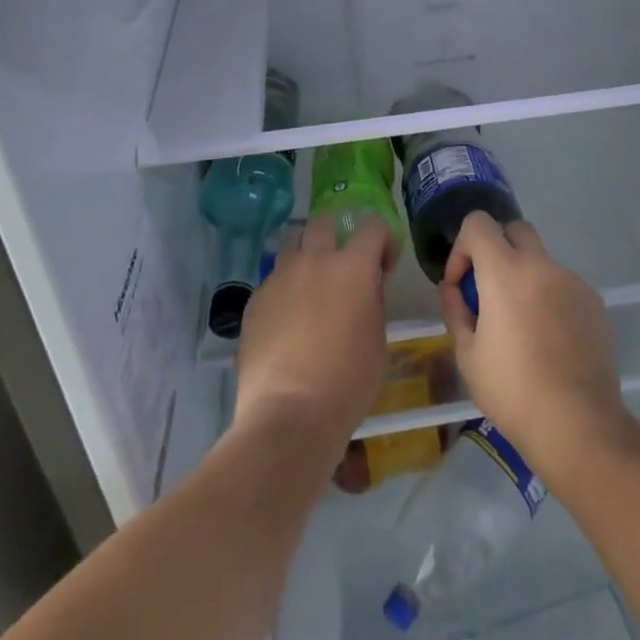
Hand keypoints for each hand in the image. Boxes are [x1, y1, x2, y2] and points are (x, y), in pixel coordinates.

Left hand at [235, 215, 393, 448]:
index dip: (383, 241)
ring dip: (306, 258)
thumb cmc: (347, 383)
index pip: (373, 228)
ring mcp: (280, 278)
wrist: (289, 416)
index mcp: (353, 267)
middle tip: (342, 267)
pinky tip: (287, 323)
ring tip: (310, 290)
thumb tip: (365, 286)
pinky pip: (273, 281)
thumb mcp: (378, 340)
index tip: (384, 266)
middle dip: (336, 236)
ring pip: (292, 247)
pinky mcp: (255, 300)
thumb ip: (373, 301)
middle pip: (323, 223)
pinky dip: (285, 290)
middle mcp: (314, 260)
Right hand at [438, 214, 628, 474]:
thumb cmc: (512, 391)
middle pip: (515, 229)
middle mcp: (541, 265)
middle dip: (497, 249)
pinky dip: (550, 299)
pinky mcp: (594, 302)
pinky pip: (563, 286)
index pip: (479, 223)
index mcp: (505, 271)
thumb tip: (453, 289)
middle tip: (491, 292)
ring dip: (525, 278)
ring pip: (541, 261)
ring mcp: (572, 281)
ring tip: (522, 328)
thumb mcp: (467, 355)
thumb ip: (455, 310)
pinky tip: (550, 342)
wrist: (578, 424)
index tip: (462, 285)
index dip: (463, 247)